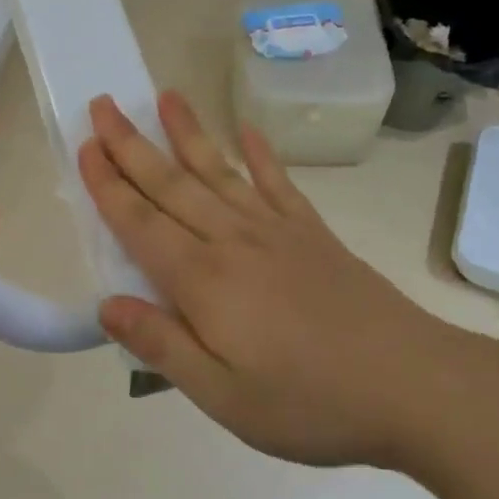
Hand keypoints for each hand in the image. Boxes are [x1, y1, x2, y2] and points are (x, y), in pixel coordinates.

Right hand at [79, 91, 455, 468]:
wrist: (414, 386)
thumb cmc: (310, 402)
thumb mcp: (222, 396)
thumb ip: (161, 346)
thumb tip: (106, 305)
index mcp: (203, 281)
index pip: (140, 223)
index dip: (108, 185)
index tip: (85, 145)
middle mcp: (233, 241)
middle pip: (171, 185)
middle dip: (131, 145)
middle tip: (104, 103)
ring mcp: (277, 231)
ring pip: (218, 172)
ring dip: (188, 134)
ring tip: (165, 96)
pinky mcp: (314, 234)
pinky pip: (278, 184)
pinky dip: (261, 155)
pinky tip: (249, 131)